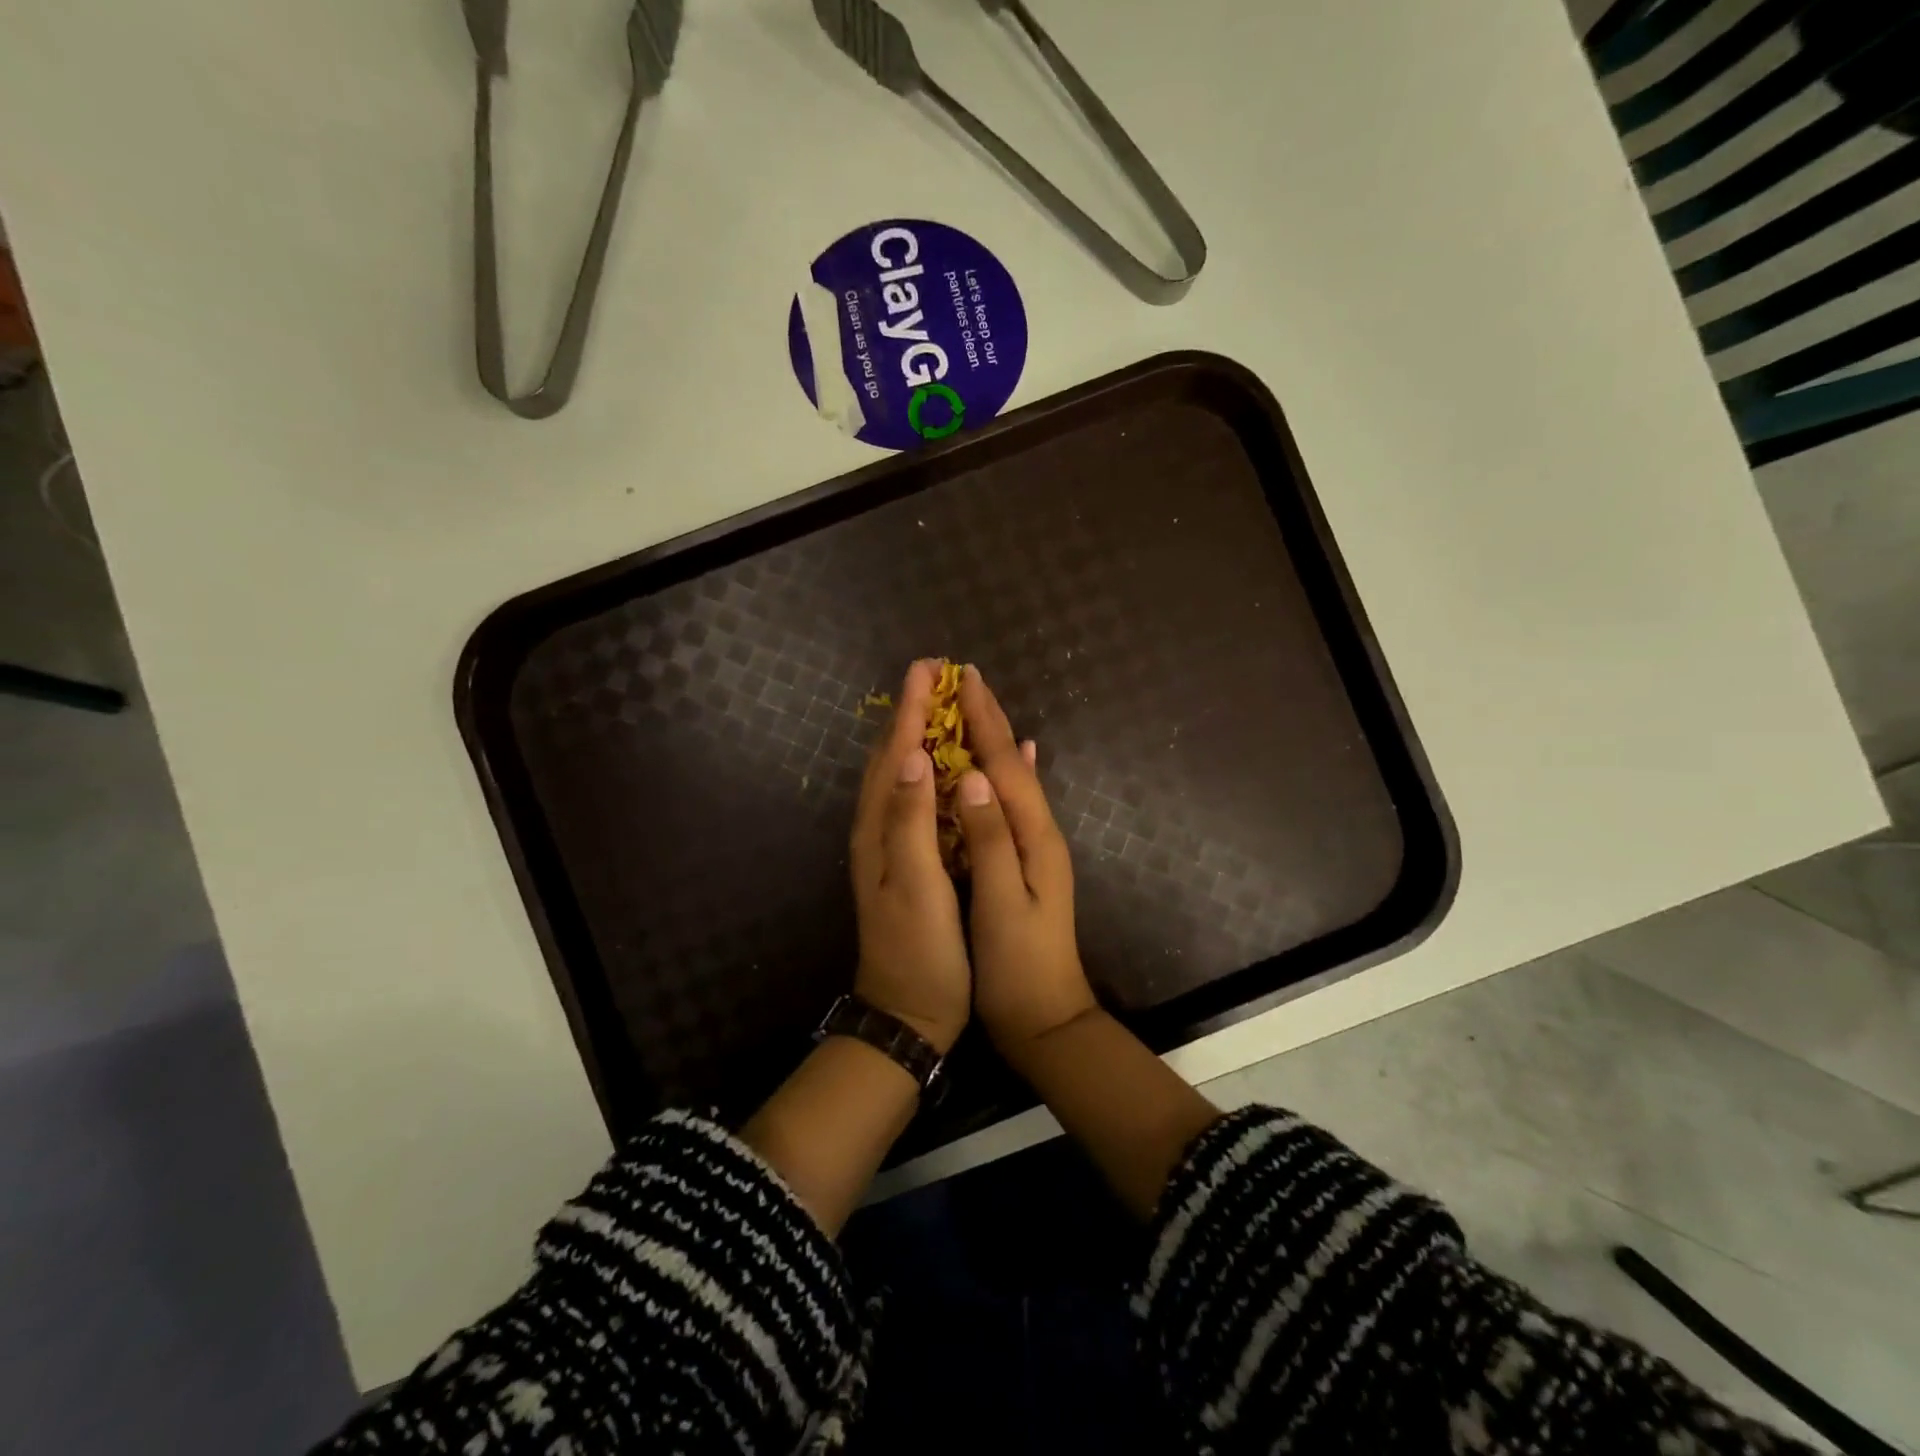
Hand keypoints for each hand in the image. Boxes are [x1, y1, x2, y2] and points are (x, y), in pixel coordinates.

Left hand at [849, 660, 970, 1054]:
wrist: (910, 1013)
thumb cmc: (919, 949)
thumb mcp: (914, 883)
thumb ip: (910, 820)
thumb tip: (910, 755)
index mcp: (879, 828)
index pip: (894, 754)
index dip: (911, 710)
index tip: (928, 668)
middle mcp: (879, 828)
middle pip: (892, 757)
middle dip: (912, 713)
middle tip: (935, 676)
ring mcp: (893, 845)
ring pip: (903, 776)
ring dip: (919, 736)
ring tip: (941, 705)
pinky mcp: (911, 860)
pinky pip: (919, 799)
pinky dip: (933, 771)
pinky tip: (951, 765)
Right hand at [954, 666, 1097, 1053]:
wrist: (1047, 1018)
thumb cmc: (1017, 966)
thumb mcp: (1001, 905)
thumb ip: (990, 840)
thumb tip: (973, 778)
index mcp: (1033, 836)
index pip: (1004, 765)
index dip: (984, 720)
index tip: (963, 677)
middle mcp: (1040, 831)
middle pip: (1012, 763)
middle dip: (989, 718)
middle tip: (965, 676)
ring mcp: (1036, 846)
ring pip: (1011, 778)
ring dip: (993, 738)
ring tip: (974, 705)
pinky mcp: (1026, 861)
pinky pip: (1013, 801)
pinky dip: (1006, 772)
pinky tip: (1009, 760)